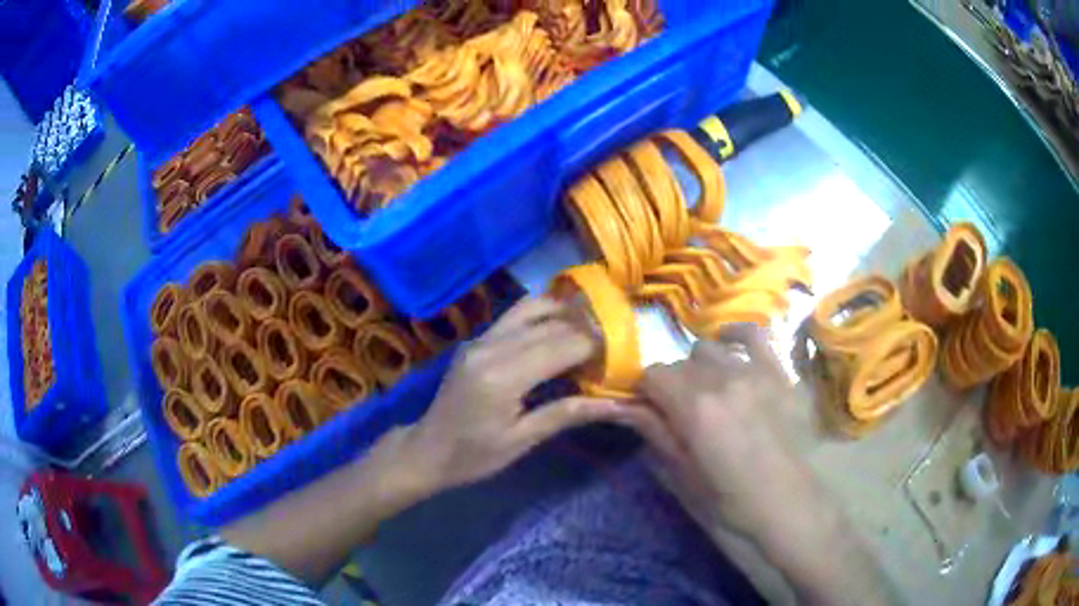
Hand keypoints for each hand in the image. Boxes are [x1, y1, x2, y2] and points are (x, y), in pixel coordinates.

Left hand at [400, 297, 634, 494]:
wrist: (427, 450)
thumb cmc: (473, 456)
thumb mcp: (522, 441)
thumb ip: (567, 414)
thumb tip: (617, 403)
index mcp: (502, 376)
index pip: (563, 346)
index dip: (597, 347)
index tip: (622, 357)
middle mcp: (491, 346)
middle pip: (552, 324)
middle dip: (587, 330)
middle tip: (614, 345)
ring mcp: (481, 338)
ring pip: (533, 307)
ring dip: (567, 313)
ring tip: (592, 330)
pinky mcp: (477, 339)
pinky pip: (516, 315)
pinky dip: (544, 315)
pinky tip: (562, 329)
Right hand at [632, 324, 823, 541]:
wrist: (789, 510)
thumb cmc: (732, 505)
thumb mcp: (684, 477)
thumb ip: (655, 434)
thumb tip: (621, 407)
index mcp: (696, 408)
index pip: (653, 375)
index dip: (645, 393)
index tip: (649, 412)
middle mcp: (724, 379)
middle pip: (680, 361)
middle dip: (672, 384)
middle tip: (680, 413)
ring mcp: (757, 371)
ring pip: (711, 348)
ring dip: (700, 366)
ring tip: (707, 391)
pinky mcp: (781, 374)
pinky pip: (756, 334)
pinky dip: (737, 335)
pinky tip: (729, 344)